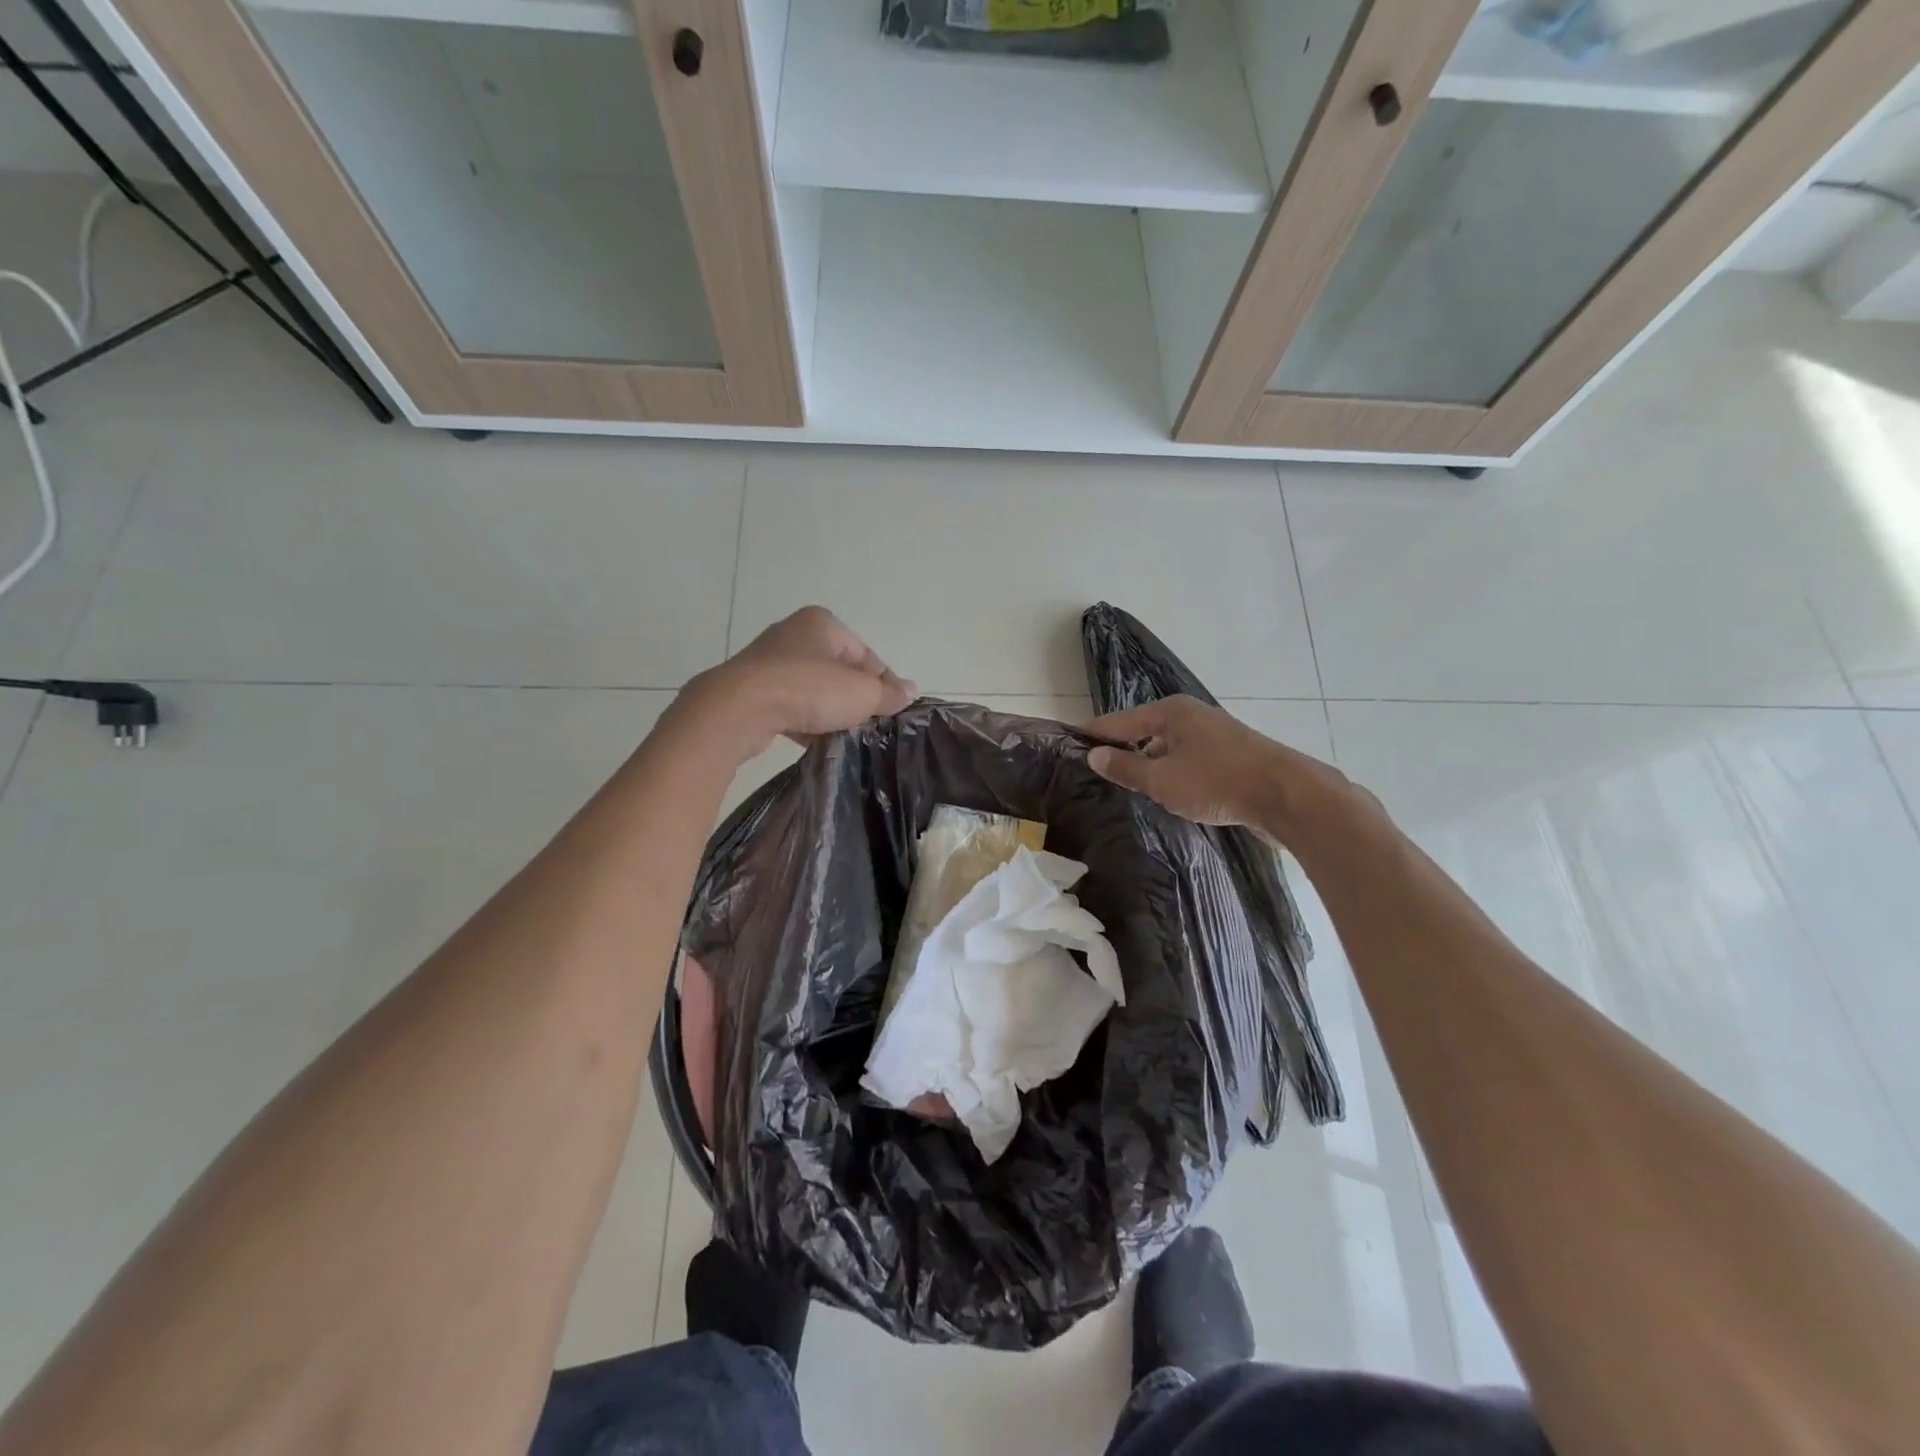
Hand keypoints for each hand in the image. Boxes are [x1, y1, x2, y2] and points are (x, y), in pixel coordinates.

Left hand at [678, 606, 915, 759]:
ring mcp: (768, 662)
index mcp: (822, 623)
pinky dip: (804, 721)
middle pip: (839, 672)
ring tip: (842, 736)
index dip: (883, 684)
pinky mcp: (752, 690)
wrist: (739, 709)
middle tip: (867, 725)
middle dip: (854, 699)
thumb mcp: (861, 693)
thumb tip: (911, 692)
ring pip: (814, 690)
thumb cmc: (808, 689)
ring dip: (829, 712)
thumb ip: (888, 693)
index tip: (892, 711)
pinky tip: (815, 741)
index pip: (866, 655)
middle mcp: (794, 634)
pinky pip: (790, 705)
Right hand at [1083, 695, 1344, 838]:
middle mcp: (1191, 716)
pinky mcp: (1230, 756)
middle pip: (1144, 731)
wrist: (1287, 797)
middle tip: (1094, 771)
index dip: (1094, 734)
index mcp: (1170, 712)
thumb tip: (1094, 755)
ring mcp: (1213, 735)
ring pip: (1168, 748)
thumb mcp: (1162, 779)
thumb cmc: (1217, 782)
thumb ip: (1126, 768)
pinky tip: (1166, 793)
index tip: (1070, 744)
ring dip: (1149, 765)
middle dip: (1121, 750)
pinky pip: (1188, 760)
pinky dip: (1172, 773)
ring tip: (1126, 786)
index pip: (1118, 721)